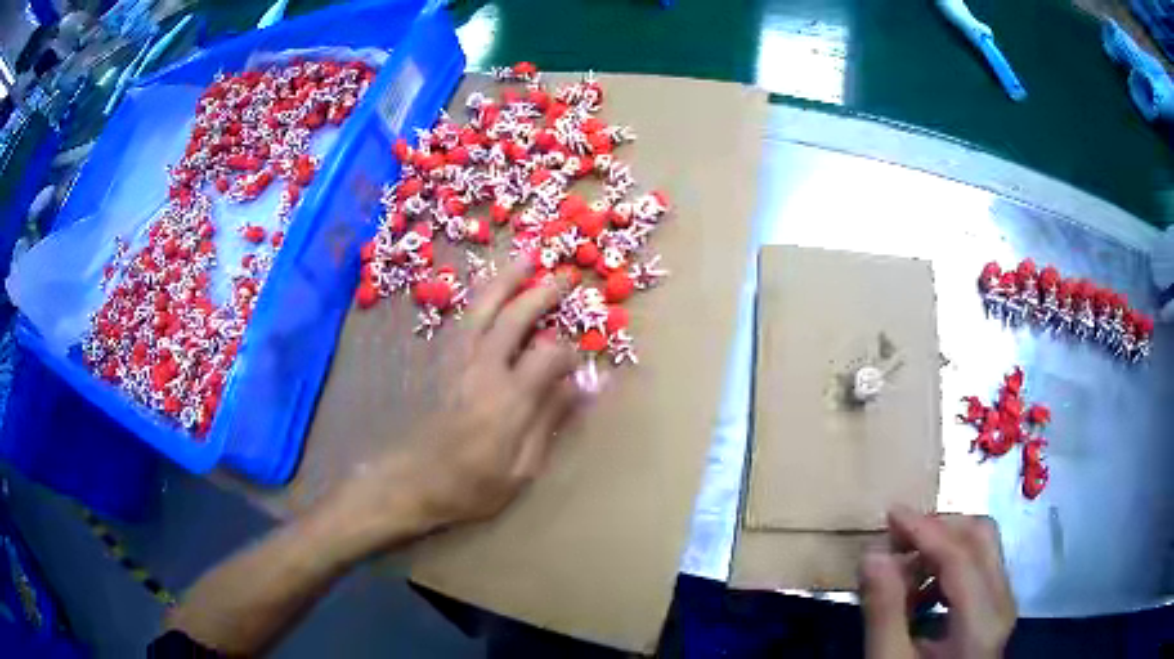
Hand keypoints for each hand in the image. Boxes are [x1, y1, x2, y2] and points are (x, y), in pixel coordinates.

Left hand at [324, 259, 586, 552]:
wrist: (410, 482)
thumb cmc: (470, 485)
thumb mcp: (521, 469)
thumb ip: (552, 421)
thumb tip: (587, 386)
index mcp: (509, 400)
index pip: (549, 355)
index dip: (570, 351)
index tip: (578, 361)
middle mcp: (483, 369)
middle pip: (515, 317)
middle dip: (542, 294)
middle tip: (562, 277)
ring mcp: (456, 360)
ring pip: (483, 307)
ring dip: (507, 279)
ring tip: (526, 257)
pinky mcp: (439, 361)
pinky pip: (463, 317)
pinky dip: (479, 296)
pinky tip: (489, 289)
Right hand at [861, 507, 1016, 658]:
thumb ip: (884, 614)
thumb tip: (872, 555)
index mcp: (981, 622)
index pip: (960, 556)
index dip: (925, 530)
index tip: (890, 514)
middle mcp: (1002, 602)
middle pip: (981, 537)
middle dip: (937, 529)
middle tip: (896, 540)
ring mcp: (1003, 602)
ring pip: (982, 546)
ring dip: (941, 546)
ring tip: (901, 571)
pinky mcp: (996, 606)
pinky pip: (979, 565)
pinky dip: (947, 565)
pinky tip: (919, 591)